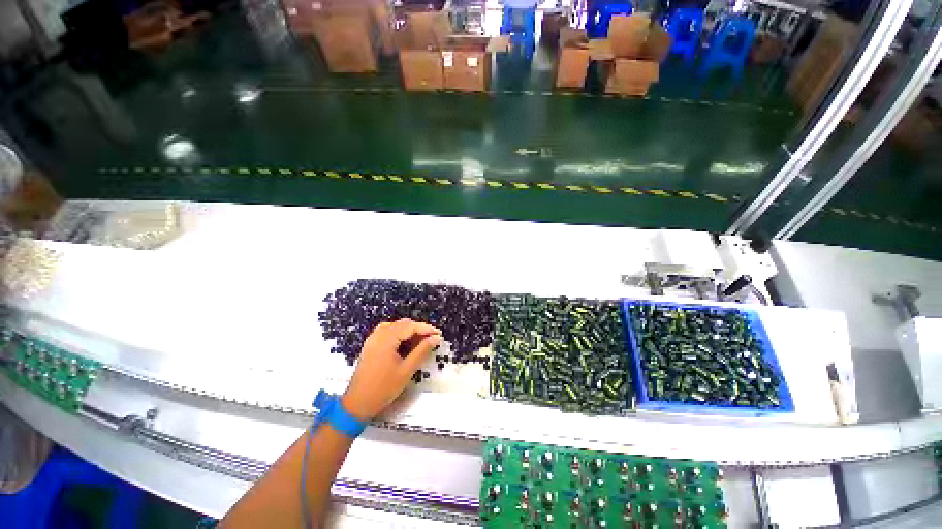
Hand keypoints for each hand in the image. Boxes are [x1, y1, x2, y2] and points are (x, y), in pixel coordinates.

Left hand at [342, 319, 441, 420]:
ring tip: (420, 342)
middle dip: (418, 330)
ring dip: (408, 331)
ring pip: (395, 327)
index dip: (426, 329)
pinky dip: (398, 334)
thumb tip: (436, 338)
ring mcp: (372, 339)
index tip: (439, 334)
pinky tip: (404, 344)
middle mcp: (378, 334)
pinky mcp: (370, 345)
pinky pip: (387, 332)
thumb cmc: (383, 388)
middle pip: (403, 324)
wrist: (358, 404)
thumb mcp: (407, 370)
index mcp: (387, 339)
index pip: (411, 326)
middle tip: (431, 340)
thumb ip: (422, 351)